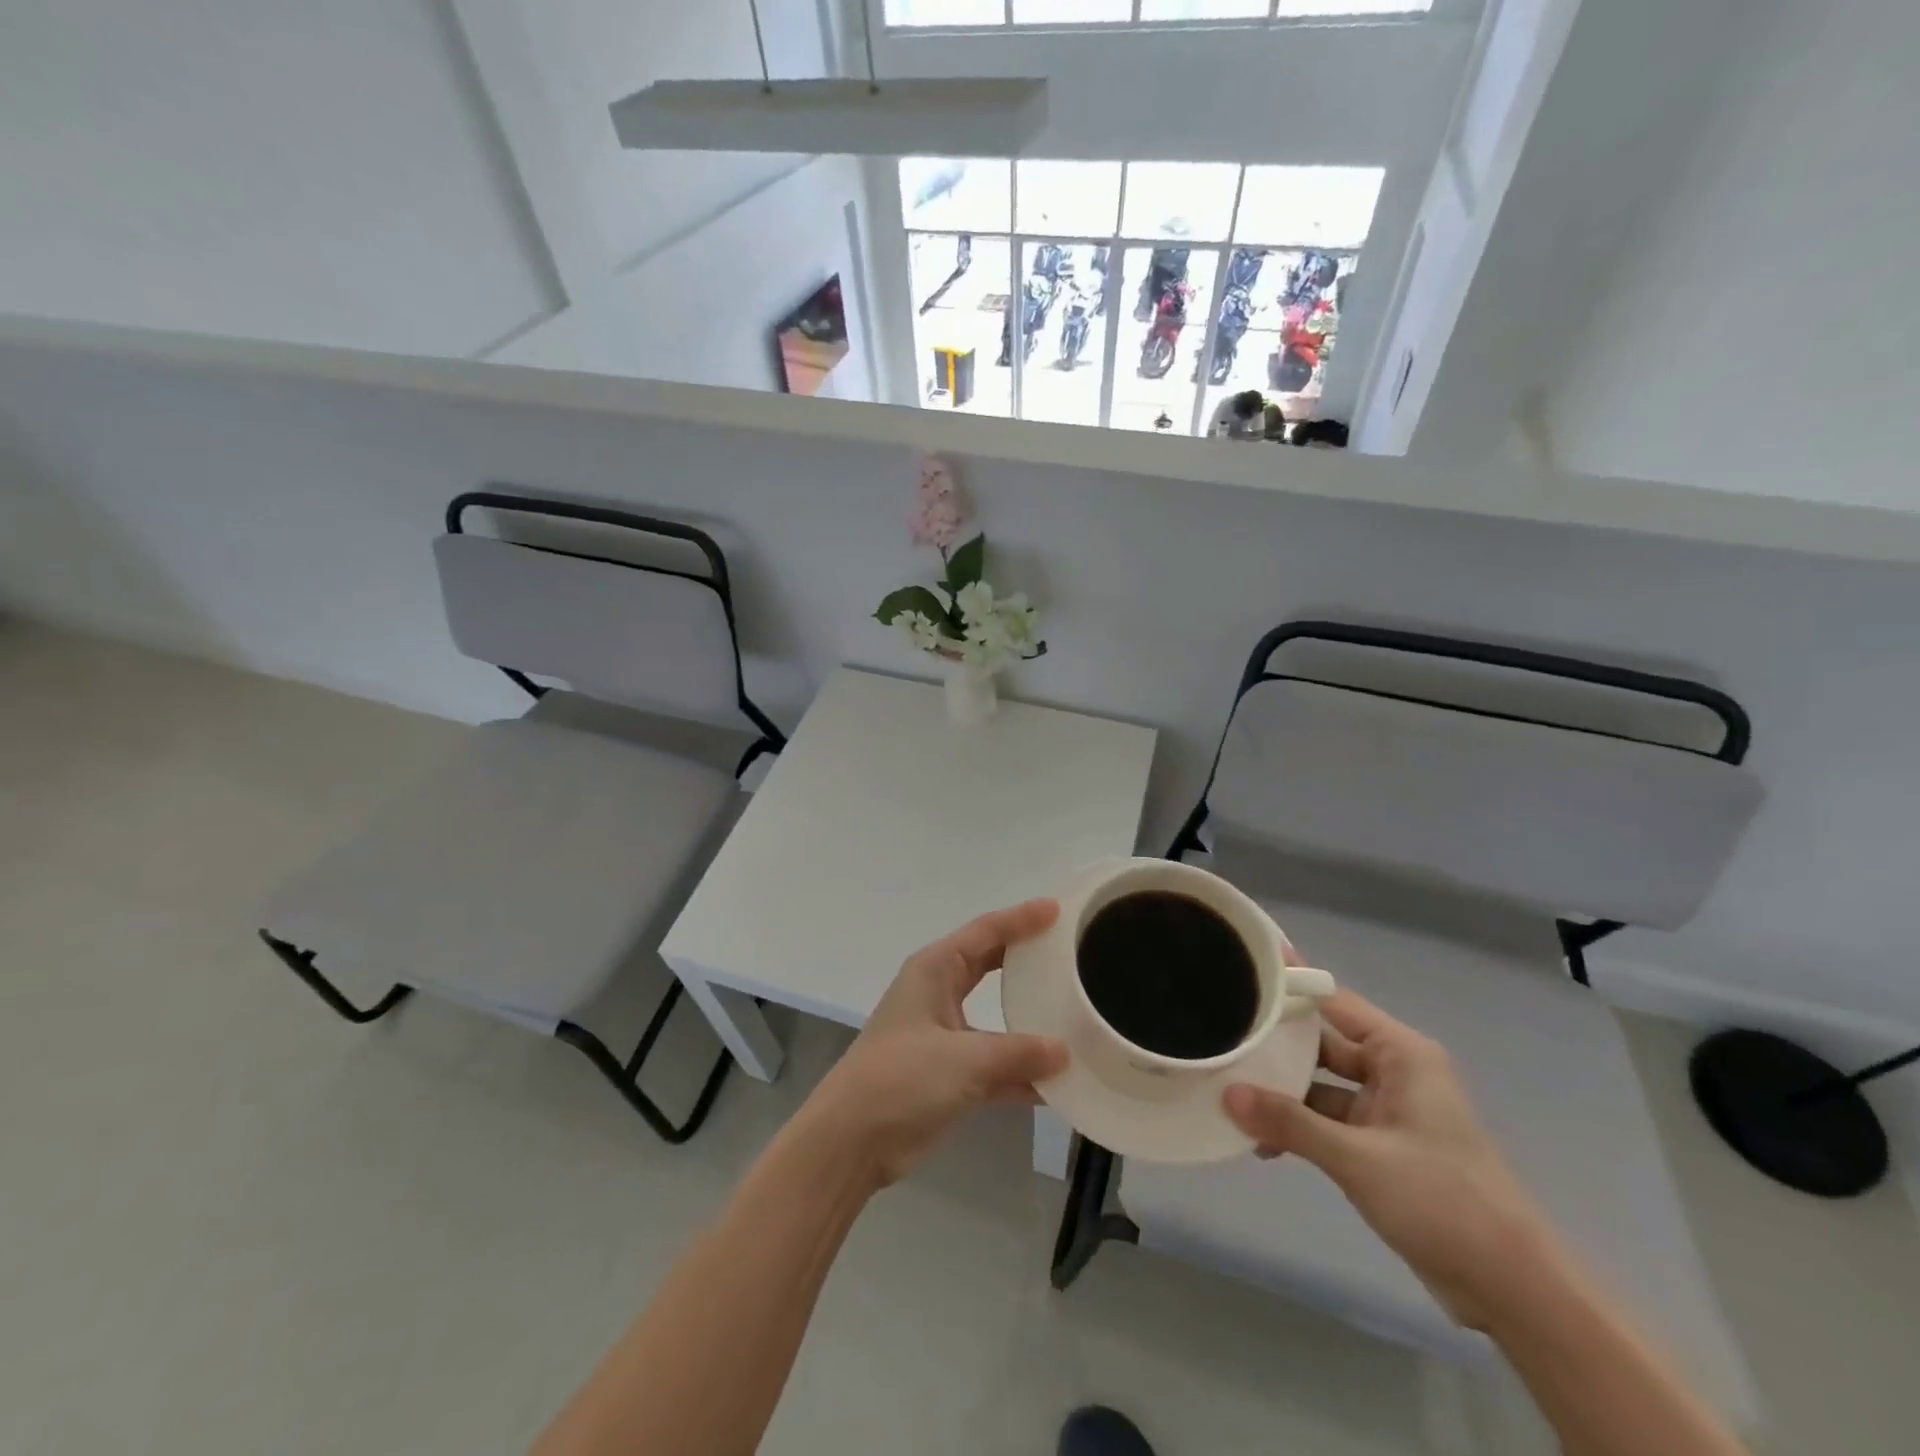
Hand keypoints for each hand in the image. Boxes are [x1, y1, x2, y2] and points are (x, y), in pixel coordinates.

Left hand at [798, 900, 1069, 1188]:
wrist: (851, 1142)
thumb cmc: (901, 1078)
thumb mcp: (964, 1059)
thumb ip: (1018, 1053)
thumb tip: (1064, 1051)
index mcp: (935, 970)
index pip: (986, 932)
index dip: (1021, 919)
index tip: (1058, 909)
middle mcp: (939, 994)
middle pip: (991, 965)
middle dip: (1027, 958)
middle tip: (1069, 950)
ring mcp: (944, 1036)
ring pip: (997, 1018)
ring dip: (1030, 1021)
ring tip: (1075, 1013)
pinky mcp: (949, 1076)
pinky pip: (996, 1065)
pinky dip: (1023, 1072)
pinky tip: (1060, 1083)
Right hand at [1223, 988, 1561, 1329]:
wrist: (1514, 1291)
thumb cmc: (1443, 1201)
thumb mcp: (1358, 1159)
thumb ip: (1290, 1123)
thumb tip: (1227, 1094)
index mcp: (1401, 1054)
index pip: (1333, 1000)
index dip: (1290, 984)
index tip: (1243, 965)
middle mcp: (1393, 1072)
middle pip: (1321, 1042)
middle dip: (1274, 1044)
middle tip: (1220, 1033)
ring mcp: (1387, 1111)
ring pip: (1320, 1084)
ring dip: (1281, 1093)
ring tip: (1226, 1089)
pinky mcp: (1380, 1147)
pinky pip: (1327, 1121)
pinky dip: (1298, 1126)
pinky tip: (1260, 1140)